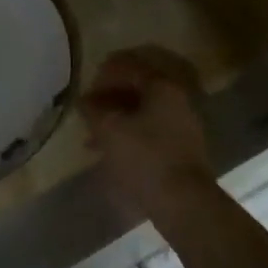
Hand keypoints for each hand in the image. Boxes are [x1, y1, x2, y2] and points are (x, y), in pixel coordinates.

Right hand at [79, 46, 213, 222]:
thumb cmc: (144, 158)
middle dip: (109, 96)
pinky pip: (150, 126)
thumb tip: (84, 101)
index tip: (85, 92)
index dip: (102, 76)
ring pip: (143, 107)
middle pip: (137, 85)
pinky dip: (129, 130)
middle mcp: (177, 96)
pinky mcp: (182, 143)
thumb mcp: (109, 130)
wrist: (183, 202)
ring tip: (93, 135)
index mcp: (162, 85)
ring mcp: (182, 120)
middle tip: (89, 110)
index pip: (128, 65)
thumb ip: (93, 110)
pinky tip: (111, 148)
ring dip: (117, 115)